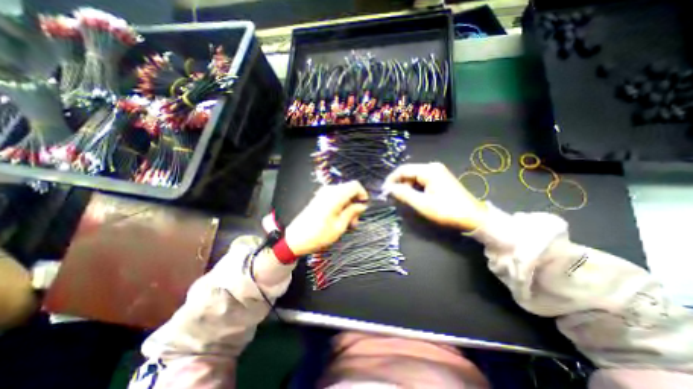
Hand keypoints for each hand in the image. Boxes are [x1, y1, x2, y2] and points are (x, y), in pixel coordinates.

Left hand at [285, 181, 366, 255]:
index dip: (362, 194)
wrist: (295, 238)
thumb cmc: (318, 235)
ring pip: (343, 195)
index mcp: (335, 195)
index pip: (355, 185)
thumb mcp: (340, 226)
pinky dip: (341, 206)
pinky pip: (335, 197)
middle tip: (355, 221)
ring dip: (348, 207)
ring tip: (348, 223)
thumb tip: (362, 205)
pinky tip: (339, 219)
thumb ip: (352, 212)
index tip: (363, 206)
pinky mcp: (319, 198)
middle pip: (349, 190)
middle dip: (355, 204)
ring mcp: (323, 193)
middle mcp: (329, 191)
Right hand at [384, 161, 486, 230]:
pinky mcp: (439, 179)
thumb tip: (389, 188)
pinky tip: (412, 196)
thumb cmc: (447, 210)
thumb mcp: (422, 204)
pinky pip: (421, 180)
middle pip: (409, 172)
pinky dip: (414, 188)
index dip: (391, 179)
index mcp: (428, 170)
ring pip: (414, 177)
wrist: (473, 217)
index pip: (403, 170)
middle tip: (392, 196)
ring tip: (401, 198)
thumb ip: (404, 194)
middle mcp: (432, 167)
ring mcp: (437, 172)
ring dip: (406, 186)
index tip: (383, 190)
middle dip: (399, 184)